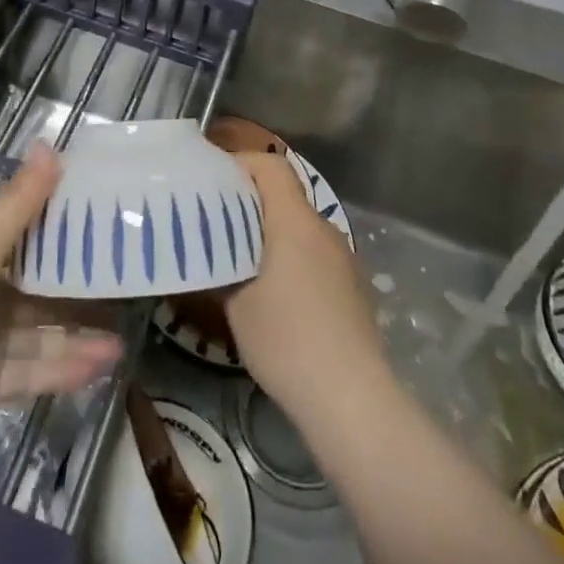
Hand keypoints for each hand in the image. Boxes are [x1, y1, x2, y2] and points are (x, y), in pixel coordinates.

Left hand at [0, 146, 121, 454]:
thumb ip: (19, 202)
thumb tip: (51, 142)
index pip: (36, 236)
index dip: (72, 230)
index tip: (116, 222)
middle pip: (45, 289)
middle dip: (85, 289)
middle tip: (134, 284)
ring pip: (46, 334)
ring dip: (83, 333)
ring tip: (128, 333)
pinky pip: (35, 373)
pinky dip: (67, 369)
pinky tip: (105, 363)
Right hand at [224, 153, 384, 420]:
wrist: (352, 399)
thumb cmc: (286, 340)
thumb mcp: (237, 303)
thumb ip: (222, 266)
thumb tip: (210, 253)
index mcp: (295, 221)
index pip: (271, 166)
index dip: (241, 164)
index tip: (213, 182)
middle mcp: (324, 228)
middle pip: (285, 196)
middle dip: (250, 204)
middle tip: (217, 226)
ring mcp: (344, 258)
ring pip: (300, 228)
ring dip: (272, 235)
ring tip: (241, 263)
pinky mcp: (353, 286)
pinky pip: (315, 255)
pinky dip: (292, 260)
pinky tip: (276, 296)